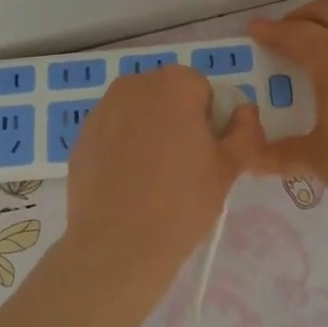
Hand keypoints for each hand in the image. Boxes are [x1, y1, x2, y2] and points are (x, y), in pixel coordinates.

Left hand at [62, 64, 264, 300]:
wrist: (118, 243)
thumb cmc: (183, 201)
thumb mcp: (229, 168)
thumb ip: (246, 131)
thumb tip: (245, 111)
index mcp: (174, 83)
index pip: (204, 91)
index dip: (210, 122)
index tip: (207, 155)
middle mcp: (134, 84)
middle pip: (169, 97)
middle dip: (179, 122)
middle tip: (185, 168)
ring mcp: (102, 109)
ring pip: (139, 114)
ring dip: (150, 133)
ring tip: (154, 179)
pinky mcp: (82, 136)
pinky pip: (114, 134)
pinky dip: (124, 149)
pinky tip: (128, 184)